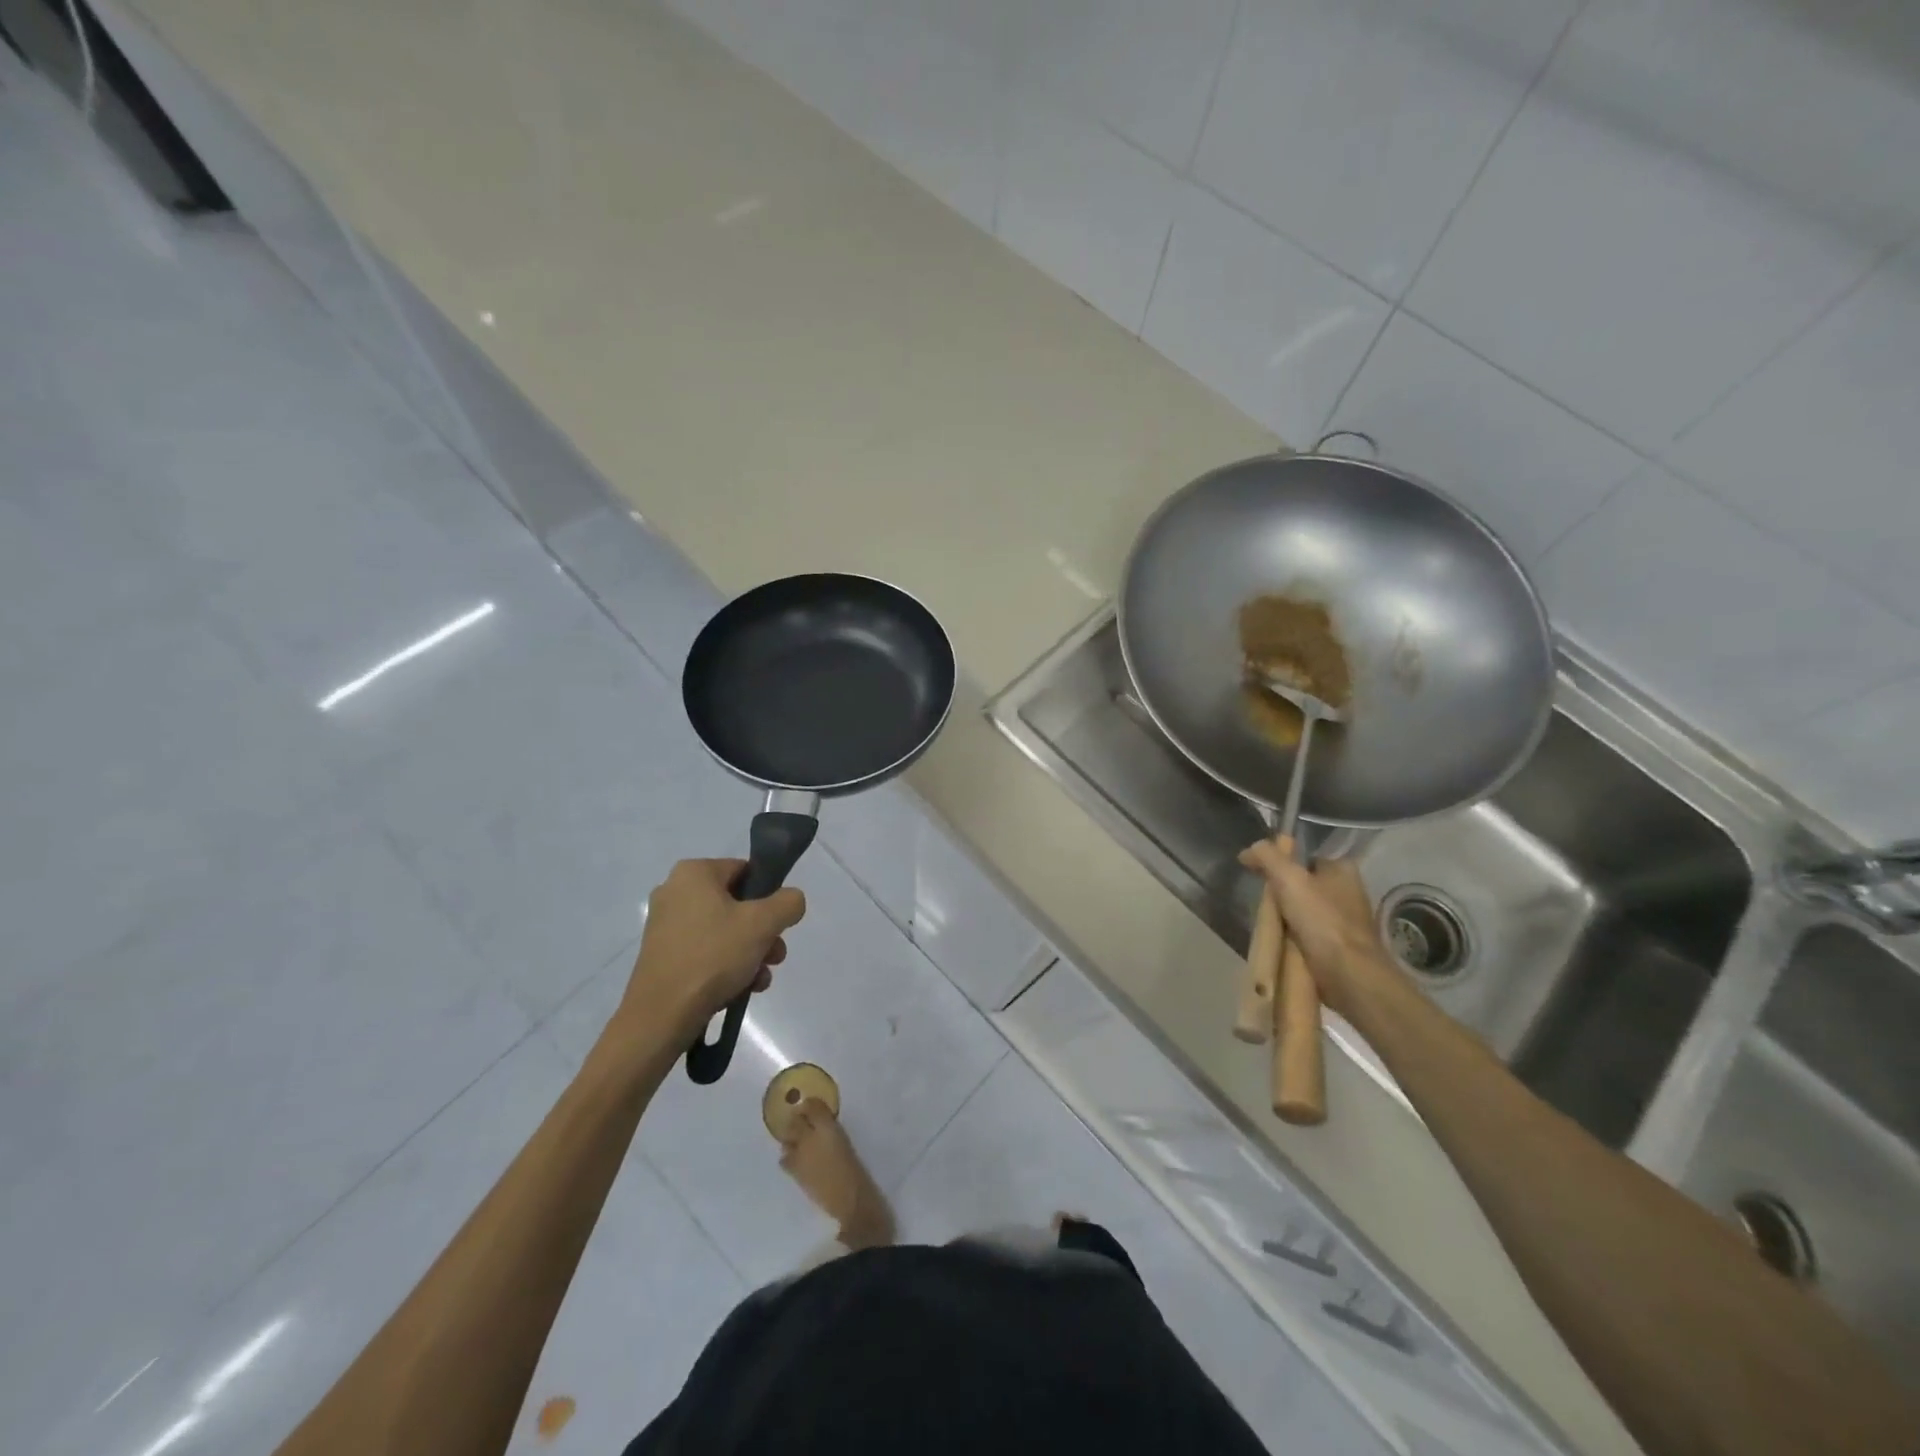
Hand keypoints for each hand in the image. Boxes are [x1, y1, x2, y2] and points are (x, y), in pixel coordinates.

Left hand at [616, 859, 806, 1043]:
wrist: (661, 1015)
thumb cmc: (713, 956)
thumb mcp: (763, 923)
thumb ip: (788, 902)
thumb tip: (791, 901)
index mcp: (694, 873)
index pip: (746, 871)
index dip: (769, 896)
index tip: (779, 924)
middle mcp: (674, 891)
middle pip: (737, 904)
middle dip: (763, 932)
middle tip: (775, 956)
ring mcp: (665, 925)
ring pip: (724, 931)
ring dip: (750, 952)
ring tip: (760, 979)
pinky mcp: (662, 955)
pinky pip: (705, 950)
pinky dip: (726, 965)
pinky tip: (742, 988)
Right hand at [1238, 838, 1396, 1020]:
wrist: (1349, 975)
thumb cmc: (1322, 920)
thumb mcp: (1288, 878)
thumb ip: (1267, 857)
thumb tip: (1248, 851)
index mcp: (1343, 870)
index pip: (1304, 858)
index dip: (1280, 863)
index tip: (1259, 874)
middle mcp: (1349, 892)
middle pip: (1303, 885)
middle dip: (1282, 892)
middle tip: (1262, 901)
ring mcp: (1346, 921)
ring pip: (1304, 910)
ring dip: (1286, 916)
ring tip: (1267, 923)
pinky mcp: (1341, 947)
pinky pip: (1308, 934)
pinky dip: (1293, 937)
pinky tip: (1280, 942)